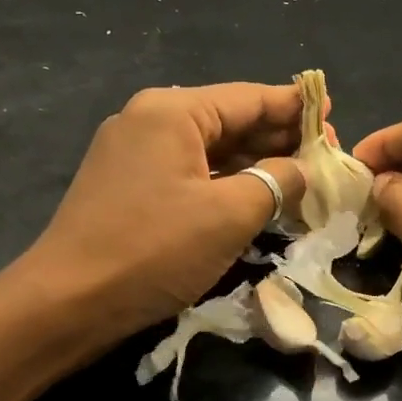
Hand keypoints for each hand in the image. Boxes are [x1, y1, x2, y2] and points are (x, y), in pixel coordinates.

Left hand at [7, 83, 308, 352]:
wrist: (68, 302)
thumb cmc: (154, 250)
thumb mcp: (230, 215)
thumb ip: (276, 181)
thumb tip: (302, 168)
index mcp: (172, 111)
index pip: (249, 98)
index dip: (295, 108)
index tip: (333, 115)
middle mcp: (149, 120)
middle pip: (229, 120)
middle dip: (277, 138)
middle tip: (325, 154)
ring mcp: (133, 154)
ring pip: (209, 150)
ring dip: (254, 164)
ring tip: (300, 176)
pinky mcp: (127, 187)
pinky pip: (188, 174)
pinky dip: (224, 183)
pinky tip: (254, 198)